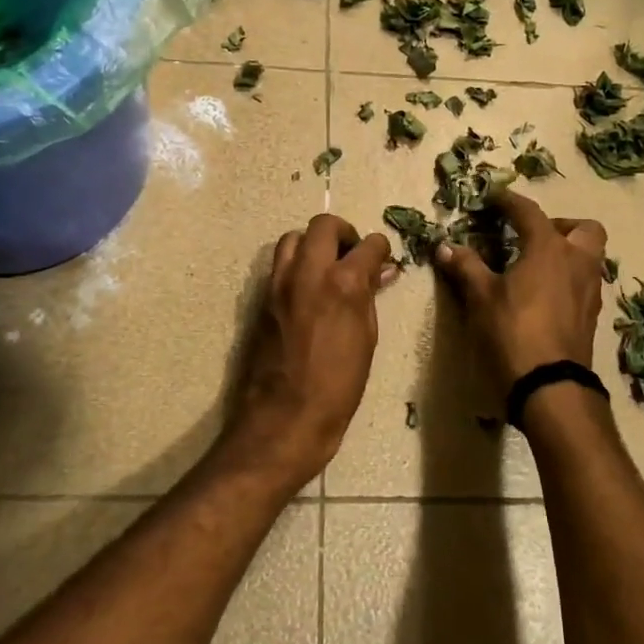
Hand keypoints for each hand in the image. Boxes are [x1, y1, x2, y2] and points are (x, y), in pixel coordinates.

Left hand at [228, 214, 397, 481]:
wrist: (284, 417)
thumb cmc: (337, 387)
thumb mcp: (366, 341)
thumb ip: (370, 299)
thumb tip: (380, 273)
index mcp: (343, 283)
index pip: (367, 244)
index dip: (379, 250)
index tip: (382, 261)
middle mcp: (308, 272)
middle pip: (323, 225)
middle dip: (343, 233)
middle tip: (352, 256)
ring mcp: (278, 283)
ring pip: (293, 238)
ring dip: (313, 244)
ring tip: (326, 269)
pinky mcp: (261, 298)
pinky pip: (279, 265)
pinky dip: (295, 265)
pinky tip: (307, 291)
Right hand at [434, 190, 607, 393]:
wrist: (550, 386)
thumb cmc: (512, 331)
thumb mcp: (481, 297)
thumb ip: (466, 267)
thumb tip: (445, 246)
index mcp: (549, 248)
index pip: (529, 212)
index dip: (509, 201)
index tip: (494, 196)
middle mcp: (577, 262)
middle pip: (583, 228)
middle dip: (560, 225)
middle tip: (531, 237)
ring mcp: (589, 290)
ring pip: (588, 257)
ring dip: (566, 253)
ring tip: (534, 267)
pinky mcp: (591, 316)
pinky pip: (584, 283)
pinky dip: (567, 279)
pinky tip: (543, 296)